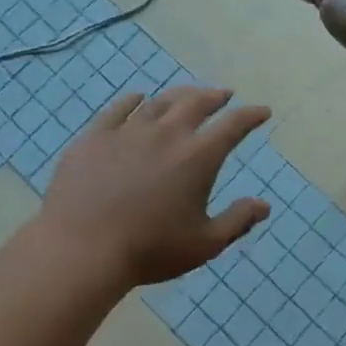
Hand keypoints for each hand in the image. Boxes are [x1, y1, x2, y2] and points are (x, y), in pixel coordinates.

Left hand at [39, 85, 271, 288]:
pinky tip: (137, 98)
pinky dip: (133, 100)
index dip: (251, 116)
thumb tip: (264, 206)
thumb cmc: (150, 250)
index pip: (233, 125)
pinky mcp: (95, 137)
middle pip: (197, 102)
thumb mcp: (205, 244)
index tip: (262, 112)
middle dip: (215, 96)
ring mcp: (128, 131)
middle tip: (224, 95)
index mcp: (198, 156)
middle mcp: (167, 134)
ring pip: (160, 102)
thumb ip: (238, 221)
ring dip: (179, 95)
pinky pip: (118, 109)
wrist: (81, 249)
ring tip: (187, 94)